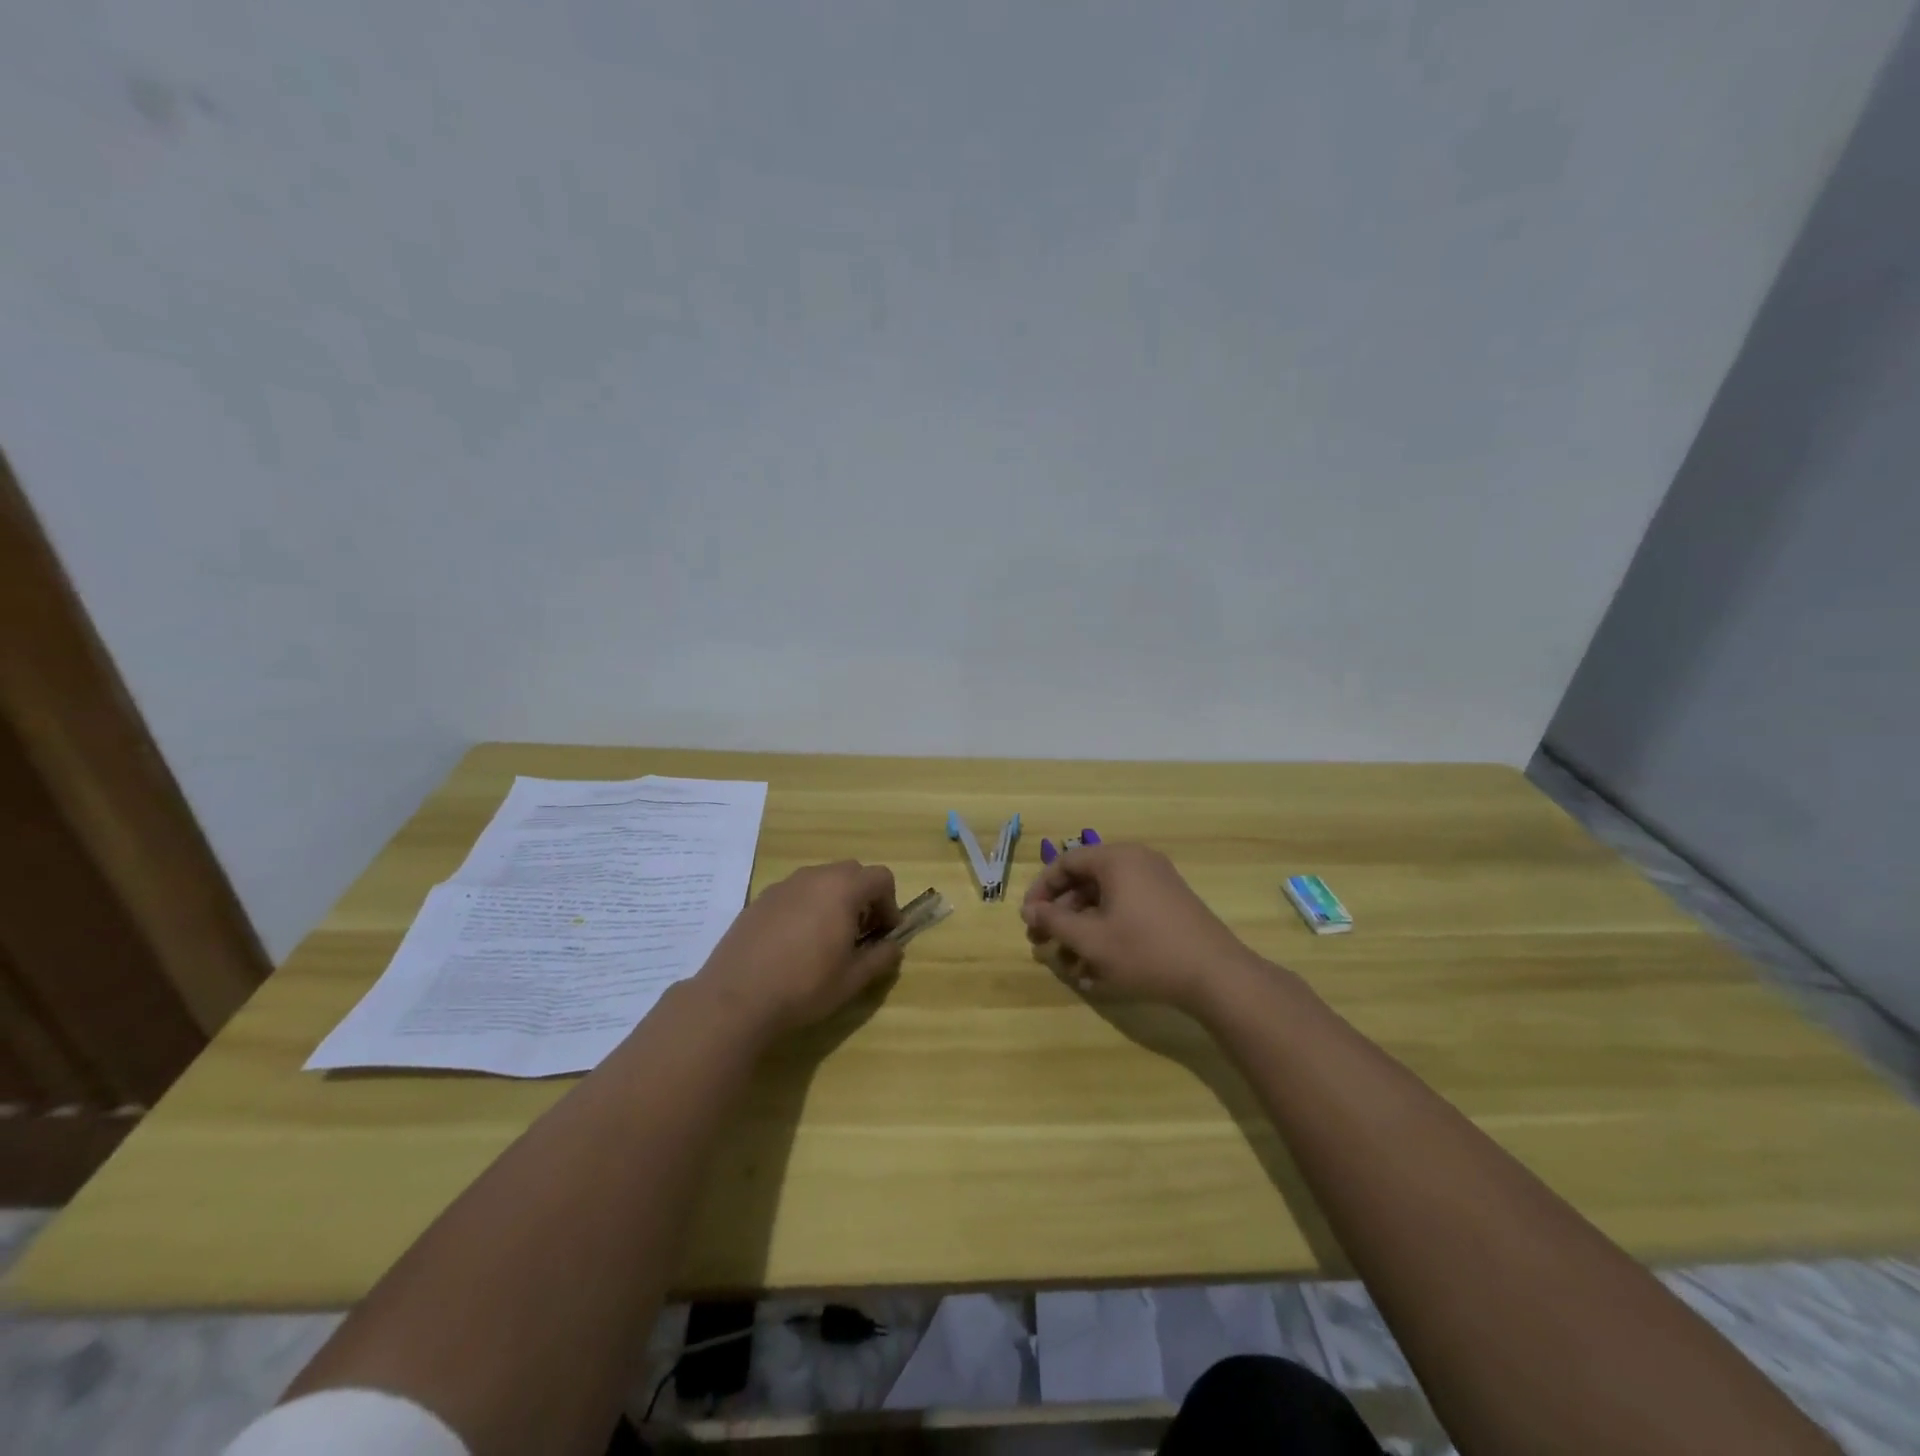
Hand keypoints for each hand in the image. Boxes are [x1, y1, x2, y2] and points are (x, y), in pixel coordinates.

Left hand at [695, 861, 903, 1040]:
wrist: (736, 998)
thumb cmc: (804, 986)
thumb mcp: (853, 978)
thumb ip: (881, 957)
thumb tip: (894, 946)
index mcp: (842, 889)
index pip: (881, 878)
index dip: (890, 904)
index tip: (885, 934)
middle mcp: (814, 877)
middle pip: (851, 873)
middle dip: (863, 898)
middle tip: (859, 934)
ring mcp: (783, 885)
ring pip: (821, 881)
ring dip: (834, 900)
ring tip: (826, 939)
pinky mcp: (760, 899)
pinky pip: (795, 893)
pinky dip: (806, 907)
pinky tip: (794, 943)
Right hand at [1021, 843, 1262, 1013]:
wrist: (1216, 976)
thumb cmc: (1145, 951)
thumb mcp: (1091, 940)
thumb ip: (1054, 921)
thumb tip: (1030, 910)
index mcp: (1116, 859)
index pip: (1065, 863)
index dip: (1041, 890)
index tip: (1028, 919)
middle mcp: (1136, 862)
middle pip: (1085, 882)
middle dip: (1060, 915)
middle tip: (1043, 944)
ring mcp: (1157, 883)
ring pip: (1105, 901)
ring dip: (1082, 930)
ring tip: (1069, 966)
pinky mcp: (1169, 905)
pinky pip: (1126, 911)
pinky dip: (1107, 933)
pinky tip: (1097, 971)